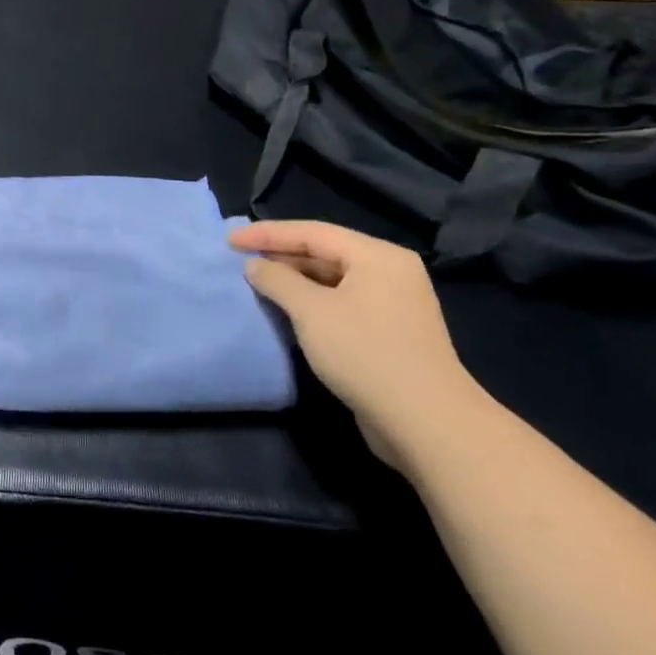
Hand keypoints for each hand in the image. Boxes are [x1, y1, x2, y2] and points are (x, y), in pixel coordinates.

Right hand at [231, 220, 492, 473]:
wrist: (426, 422)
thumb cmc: (365, 353)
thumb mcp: (311, 311)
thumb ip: (277, 280)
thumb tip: (255, 266)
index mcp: (378, 256)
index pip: (313, 232)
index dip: (267, 234)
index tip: (229, 240)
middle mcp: (390, 273)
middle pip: (325, 252)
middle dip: (281, 255)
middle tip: (239, 259)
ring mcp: (393, 304)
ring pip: (333, 280)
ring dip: (294, 280)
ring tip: (256, 282)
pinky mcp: (389, 333)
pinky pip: (341, 303)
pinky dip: (311, 301)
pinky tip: (286, 310)